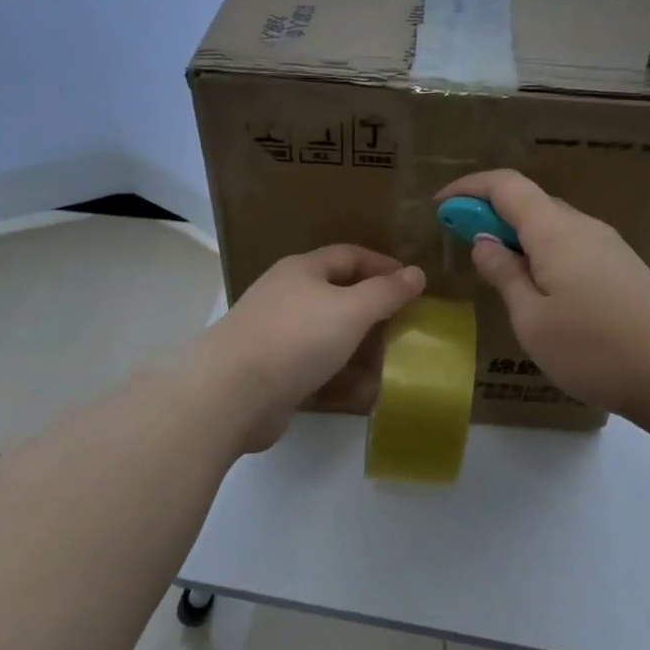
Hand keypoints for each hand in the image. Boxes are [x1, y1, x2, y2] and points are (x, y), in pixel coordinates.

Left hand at [201, 245, 425, 452]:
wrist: (232, 393)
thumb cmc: (296, 337)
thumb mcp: (351, 309)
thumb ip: (386, 292)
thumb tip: (416, 273)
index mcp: (302, 271)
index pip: (349, 256)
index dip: (384, 266)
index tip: (415, 284)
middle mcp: (287, 297)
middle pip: (338, 296)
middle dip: (374, 310)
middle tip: (409, 326)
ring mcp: (277, 336)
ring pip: (328, 335)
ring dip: (361, 347)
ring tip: (395, 361)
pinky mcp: (274, 373)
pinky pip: (317, 369)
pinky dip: (342, 377)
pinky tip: (366, 391)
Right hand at [435, 170, 649, 429]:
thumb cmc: (593, 349)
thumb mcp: (532, 318)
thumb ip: (504, 274)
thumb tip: (483, 240)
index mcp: (556, 231)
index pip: (507, 186)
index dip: (469, 188)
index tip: (440, 206)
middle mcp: (584, 227)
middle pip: (530, 201)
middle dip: (489, 211)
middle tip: (459, 239)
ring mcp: (608, 246)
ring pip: (552, 224)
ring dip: (517, 234)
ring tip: (493, 266)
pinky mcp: (621, 268)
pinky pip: (570, 244)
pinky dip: (541, 251)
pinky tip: (535, 285)